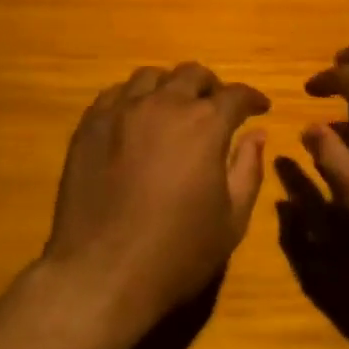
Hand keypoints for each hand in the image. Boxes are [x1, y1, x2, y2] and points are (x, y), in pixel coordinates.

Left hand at [42, 63, 269, 335]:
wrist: (102, 273)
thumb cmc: (177, 252)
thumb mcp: (231, 220)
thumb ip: (248, 170)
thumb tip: (257, 135)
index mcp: (205, 124)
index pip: (235, 95)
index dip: (252, 99)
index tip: (259, 109)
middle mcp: (164, 104)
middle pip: (192, 75)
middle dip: (211, 87)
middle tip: (216, 107)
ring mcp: (121, 111)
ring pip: (150, 77)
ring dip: (170, 87)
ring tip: (173, 108)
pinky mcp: (89, 125)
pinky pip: (115, 94)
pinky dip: (133, 98)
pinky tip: (135, 119)